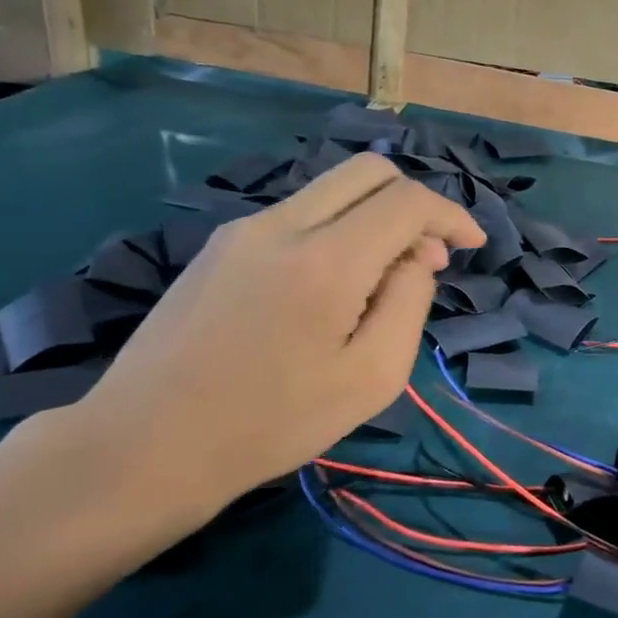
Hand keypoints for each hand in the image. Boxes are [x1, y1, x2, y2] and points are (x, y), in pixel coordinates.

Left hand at [59, 154, 483, 531]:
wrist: (145, 446)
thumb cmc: (273, 422)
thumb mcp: (372, 376)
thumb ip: (409, 301)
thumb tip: (415, 258)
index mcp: (326, 260)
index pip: (407, 200)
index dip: (451, 216)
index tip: (472, 246)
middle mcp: (283, 225)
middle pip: (368, 171)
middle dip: (414, 201)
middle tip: (429, 256)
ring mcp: (244, 230)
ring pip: (332, 189)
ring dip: (375, 216)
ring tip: (384, 279)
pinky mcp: (220, 246)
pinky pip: (299, 214)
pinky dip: (338, 229)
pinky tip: (334, 286)